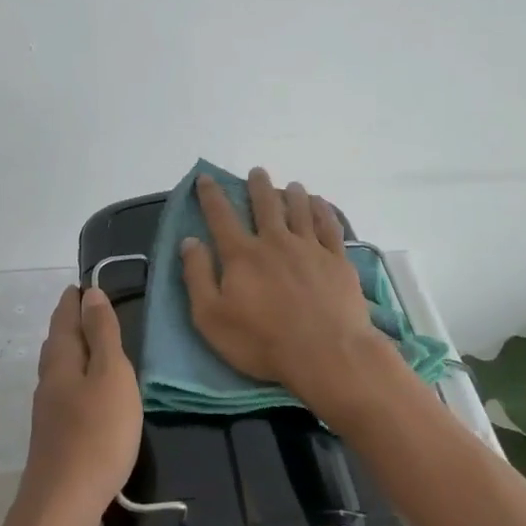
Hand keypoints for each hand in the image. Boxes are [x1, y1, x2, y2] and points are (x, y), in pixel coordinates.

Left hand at [20, 285, 142, 524]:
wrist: (64, 505)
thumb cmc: (96, 433)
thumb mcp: (111, 375)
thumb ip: (103, 335)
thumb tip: (90, 293)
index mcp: (63, 361)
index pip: (65, 319)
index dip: (73, 301)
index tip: (82, 285)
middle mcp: (49, 381)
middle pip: (57, 342)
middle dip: (69, 322)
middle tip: (84, 306)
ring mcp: (48, 412)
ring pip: (58, 368)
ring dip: (71, 349)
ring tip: (87, 343)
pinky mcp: (54, 437)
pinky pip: (64, 391)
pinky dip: (75, 377)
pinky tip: (85, 392)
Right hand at [181, 167, 392, 419]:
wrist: (326, 353)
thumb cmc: (262, 342)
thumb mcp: (211, 317)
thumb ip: (198, 276)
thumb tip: (188, 241)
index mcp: (242, 255)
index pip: (221, 216)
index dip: (211, 195)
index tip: (205, 177)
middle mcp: (275, 242)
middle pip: (265, 205)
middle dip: (258, 186)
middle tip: (257, 172)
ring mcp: (309, 248)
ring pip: (299, 210)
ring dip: (293, 194)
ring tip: (291, 185)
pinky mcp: (337, 260)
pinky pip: (329, 226)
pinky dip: (323, 210)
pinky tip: (320, 204)